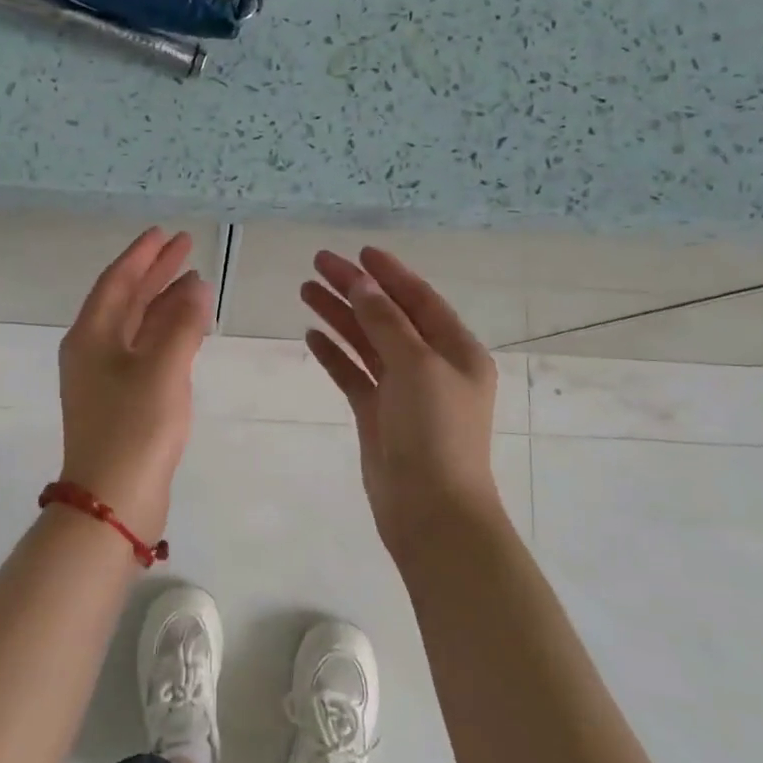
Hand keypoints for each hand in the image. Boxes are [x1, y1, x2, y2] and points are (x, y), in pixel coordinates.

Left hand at [57, 228, 213, 539]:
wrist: (113, 500)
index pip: (117, 281)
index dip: (142, 255)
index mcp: (91, 335)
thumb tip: (196, 285)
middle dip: (155, 273)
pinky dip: (166, 334)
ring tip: (195, 282)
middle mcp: (93, 350)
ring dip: (164, 303)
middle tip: (186, 248)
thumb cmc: (134, 427)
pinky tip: (189, 329)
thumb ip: (182, 323)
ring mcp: (106, 377)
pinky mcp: (122, 400)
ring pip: (137, 326)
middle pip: (126, 299)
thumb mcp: (162, 369)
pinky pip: (145, 351)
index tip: (165, 234)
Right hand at [300, 246, 502, 553]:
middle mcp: (432, 366)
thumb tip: (363, 285)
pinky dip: (335, 354)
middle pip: (387, 316)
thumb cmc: (435, 432)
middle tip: (317, 264)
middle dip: (355, 289)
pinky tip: (312, 335)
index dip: (389, 273)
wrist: (430, 511)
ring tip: (305, 291)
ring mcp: (403, 392)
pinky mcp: (379, 415)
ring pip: (367, 343)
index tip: (358, 252)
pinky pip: (354, 374)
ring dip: (340, 316)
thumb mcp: (416, 366)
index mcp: (456, 350)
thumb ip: (386, 322)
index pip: (419, 299)